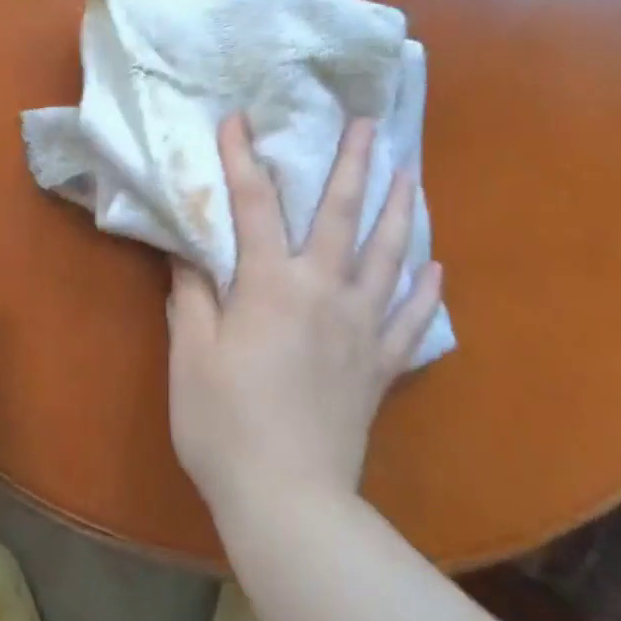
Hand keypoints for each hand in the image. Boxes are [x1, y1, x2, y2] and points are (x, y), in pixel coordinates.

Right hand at [166, 117, 443, 523]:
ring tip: (410, 174)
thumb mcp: (191, 354)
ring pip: (388, 255)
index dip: (242, 157)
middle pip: (342, 214)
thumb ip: (190, 293)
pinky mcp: (381, 365)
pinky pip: (411, 320)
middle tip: (367, 124)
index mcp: (271, 283)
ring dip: (400, 210)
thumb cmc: (225, 424)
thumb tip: (184, 246)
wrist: (290, 502)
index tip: (237, 119)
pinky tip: (436, 268)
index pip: (254, 204)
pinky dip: (426, 292)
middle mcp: (323, 290)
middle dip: (352, 163)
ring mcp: (361, 327)